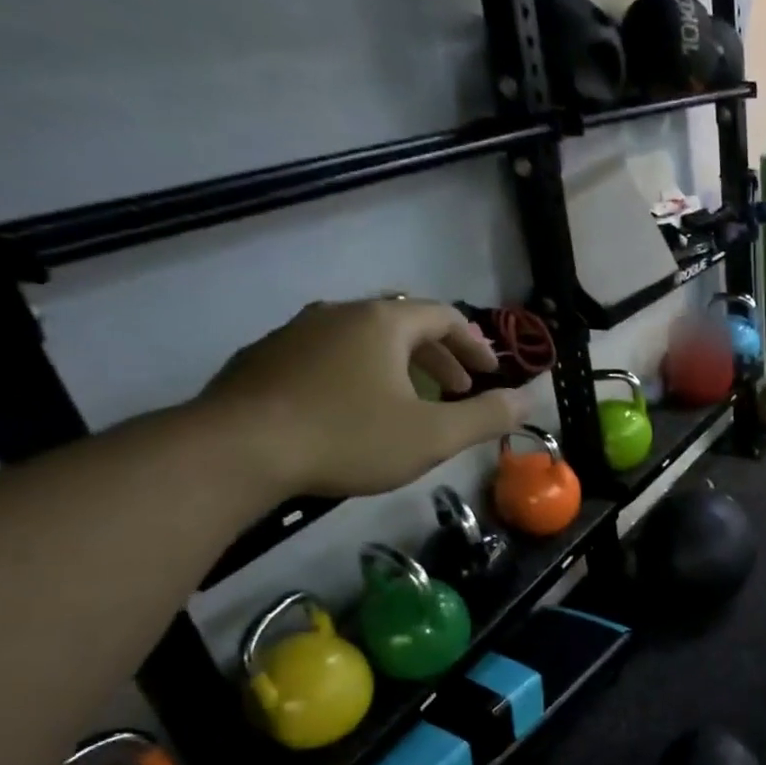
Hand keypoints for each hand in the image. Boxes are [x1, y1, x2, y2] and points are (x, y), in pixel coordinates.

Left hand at [200, 298, 528, 497]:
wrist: (237, 451)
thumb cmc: (348, 437)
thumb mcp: (432, 435)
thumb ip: (486, 416)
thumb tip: (528, 400)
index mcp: (382, 323)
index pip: (443, 316)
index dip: (474, 342)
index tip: (490, 371)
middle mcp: (338, 314)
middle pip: (402, 323)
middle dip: (438, 355)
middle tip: (457, 388)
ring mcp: (295, 333)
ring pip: (361, 339)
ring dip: (396, 365)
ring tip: (408, 401)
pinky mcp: (264, 359)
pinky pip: (326, 355)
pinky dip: (355, 373)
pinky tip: (351, 410)